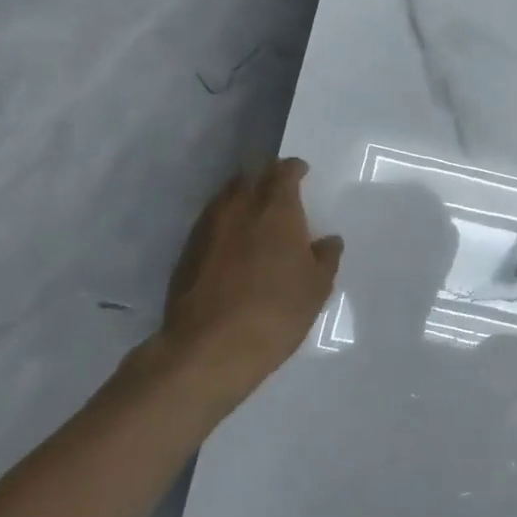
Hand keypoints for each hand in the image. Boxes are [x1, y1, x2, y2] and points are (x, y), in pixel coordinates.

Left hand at [156, 158, 343, 394]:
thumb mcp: (316, 288)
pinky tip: (232, 244)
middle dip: (265, 178)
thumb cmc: (276, 312)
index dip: (294, 169)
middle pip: (250, 177)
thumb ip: (325, 258)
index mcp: (276, 209)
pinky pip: (210, 222)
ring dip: (242, 198)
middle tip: (279, 192)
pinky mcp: (187, 251)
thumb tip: (329, 240)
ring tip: (255, 215)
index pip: (283, 172)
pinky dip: (224, 223)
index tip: (301, 172)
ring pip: (226, 197)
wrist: (210, 347)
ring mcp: (208, 227)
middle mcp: (239, 208)